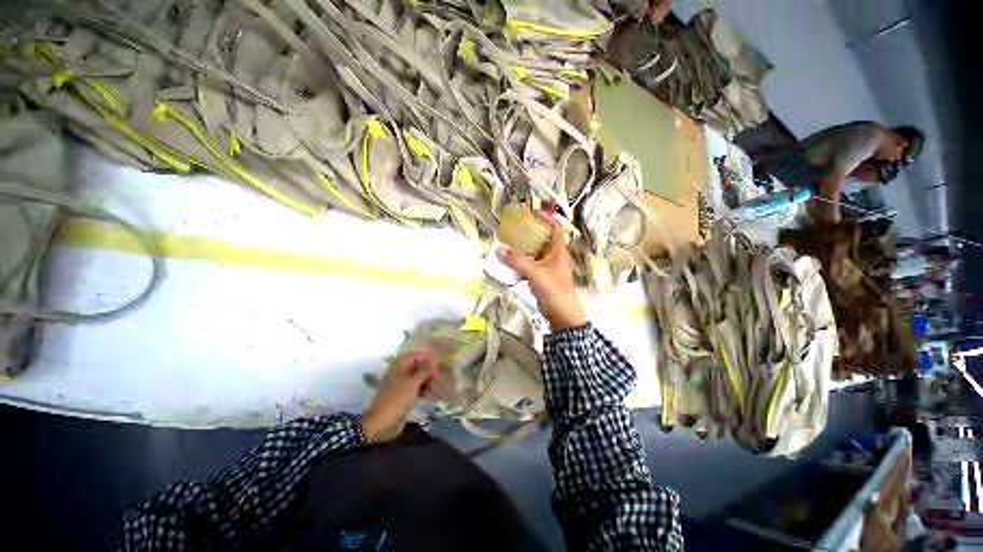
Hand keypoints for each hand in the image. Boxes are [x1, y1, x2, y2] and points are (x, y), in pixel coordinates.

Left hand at [362, 351, 437, 443]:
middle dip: (428, 369)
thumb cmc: (396, 400)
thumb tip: (434, 361)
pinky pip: (415, 389)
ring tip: (438, 383)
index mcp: (398, 368)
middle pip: (416, 366)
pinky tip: (431, 392)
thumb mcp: (412, 383)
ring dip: (427, 380)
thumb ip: (424, 371)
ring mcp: (401, 387)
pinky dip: (423, 389)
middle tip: (440, 374)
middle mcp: (399, 374)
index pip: (414, 356)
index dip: (426, 357)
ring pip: (417, 378)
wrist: (381, 424)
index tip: (438, 362)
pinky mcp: (403, 398)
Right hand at [497, 215, 586, 331]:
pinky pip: (533, 265)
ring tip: (512, 244)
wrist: (562, 315)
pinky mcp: (544, 278)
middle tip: (517, 229)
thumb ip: (517, 260)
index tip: (532, 213)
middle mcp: (556, 257)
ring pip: (538, 253)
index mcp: (559, 251)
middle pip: (545, 239)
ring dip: (526, 248)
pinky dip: (524, 262)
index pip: (556, 228)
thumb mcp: (534, 273)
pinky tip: (513, 264)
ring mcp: (550, 268)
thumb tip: (500, 249)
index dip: (546, 218)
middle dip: (532, 232)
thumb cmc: (554, 291)